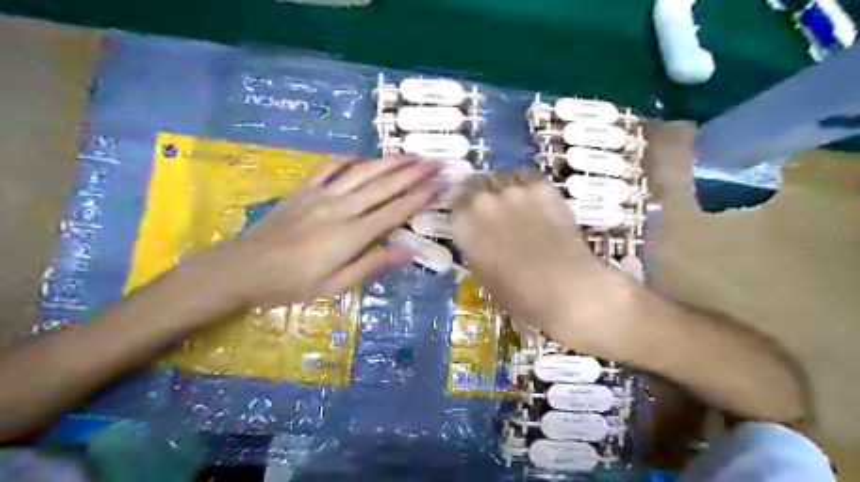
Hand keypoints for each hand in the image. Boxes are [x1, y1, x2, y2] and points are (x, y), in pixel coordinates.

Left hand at [203, 156, 438, 309]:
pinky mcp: (303, 190)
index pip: (394, 211)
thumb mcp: (335, 285)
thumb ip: (373, 264)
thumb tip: (409, 252)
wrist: (243, 268)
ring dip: (388, 162)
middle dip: (411, 173)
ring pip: (362, 172)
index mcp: (352, 235)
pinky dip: (348, 159)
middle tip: (433, 162)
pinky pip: (329, 167)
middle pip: (383, 185)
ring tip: (409, 154)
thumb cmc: (291, 284)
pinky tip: (362, 155)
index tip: (437, 186)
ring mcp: (321, 195)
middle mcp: (341, 208)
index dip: (418, 197)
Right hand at [451, 172, 626, 351]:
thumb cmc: (517, 294)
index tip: (470, 214)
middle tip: (494, 211)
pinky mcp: (542, 187)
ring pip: (504, 182)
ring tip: (521, 210)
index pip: (455, 201)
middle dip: (481, 194)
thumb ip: (476, 246)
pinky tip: (540, 204)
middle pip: (476, 184)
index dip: (463, 207)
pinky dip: (531, 189)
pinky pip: (530, 179)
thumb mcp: (483, 273)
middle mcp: (483, 200)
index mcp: (464, 223)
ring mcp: (514, 190)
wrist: (563, 288)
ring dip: (507, 193)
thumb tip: (481, 237)